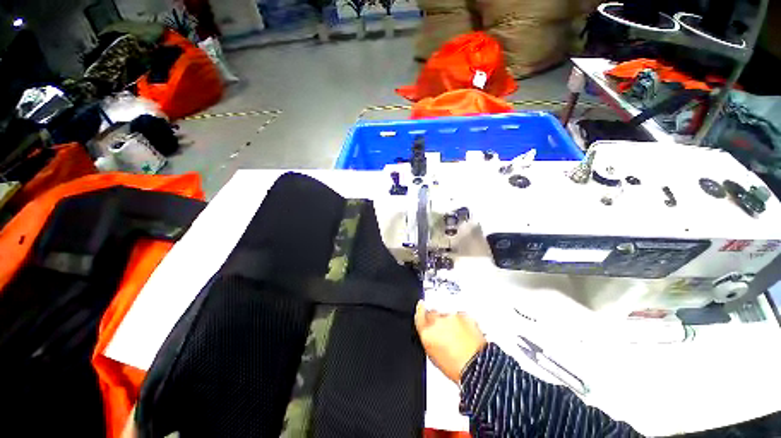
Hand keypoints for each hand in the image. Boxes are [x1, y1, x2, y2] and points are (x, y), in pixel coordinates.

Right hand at [414, 300, 486, 382]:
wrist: (478, 366)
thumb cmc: (456, 367)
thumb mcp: (434, 356)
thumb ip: (428, 337)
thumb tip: (427, 331)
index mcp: (427, 332)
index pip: (419, 315)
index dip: (420, 311)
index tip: (421, 308)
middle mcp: (437, 321)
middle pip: (432, 312)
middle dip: (436, 320)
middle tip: (444, 331)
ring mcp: (450, 316)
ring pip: (446, 314)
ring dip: (449, 321)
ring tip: (457, 336)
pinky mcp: (463, 314)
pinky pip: (459, 315)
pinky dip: (461, 321)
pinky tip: (465, 333)